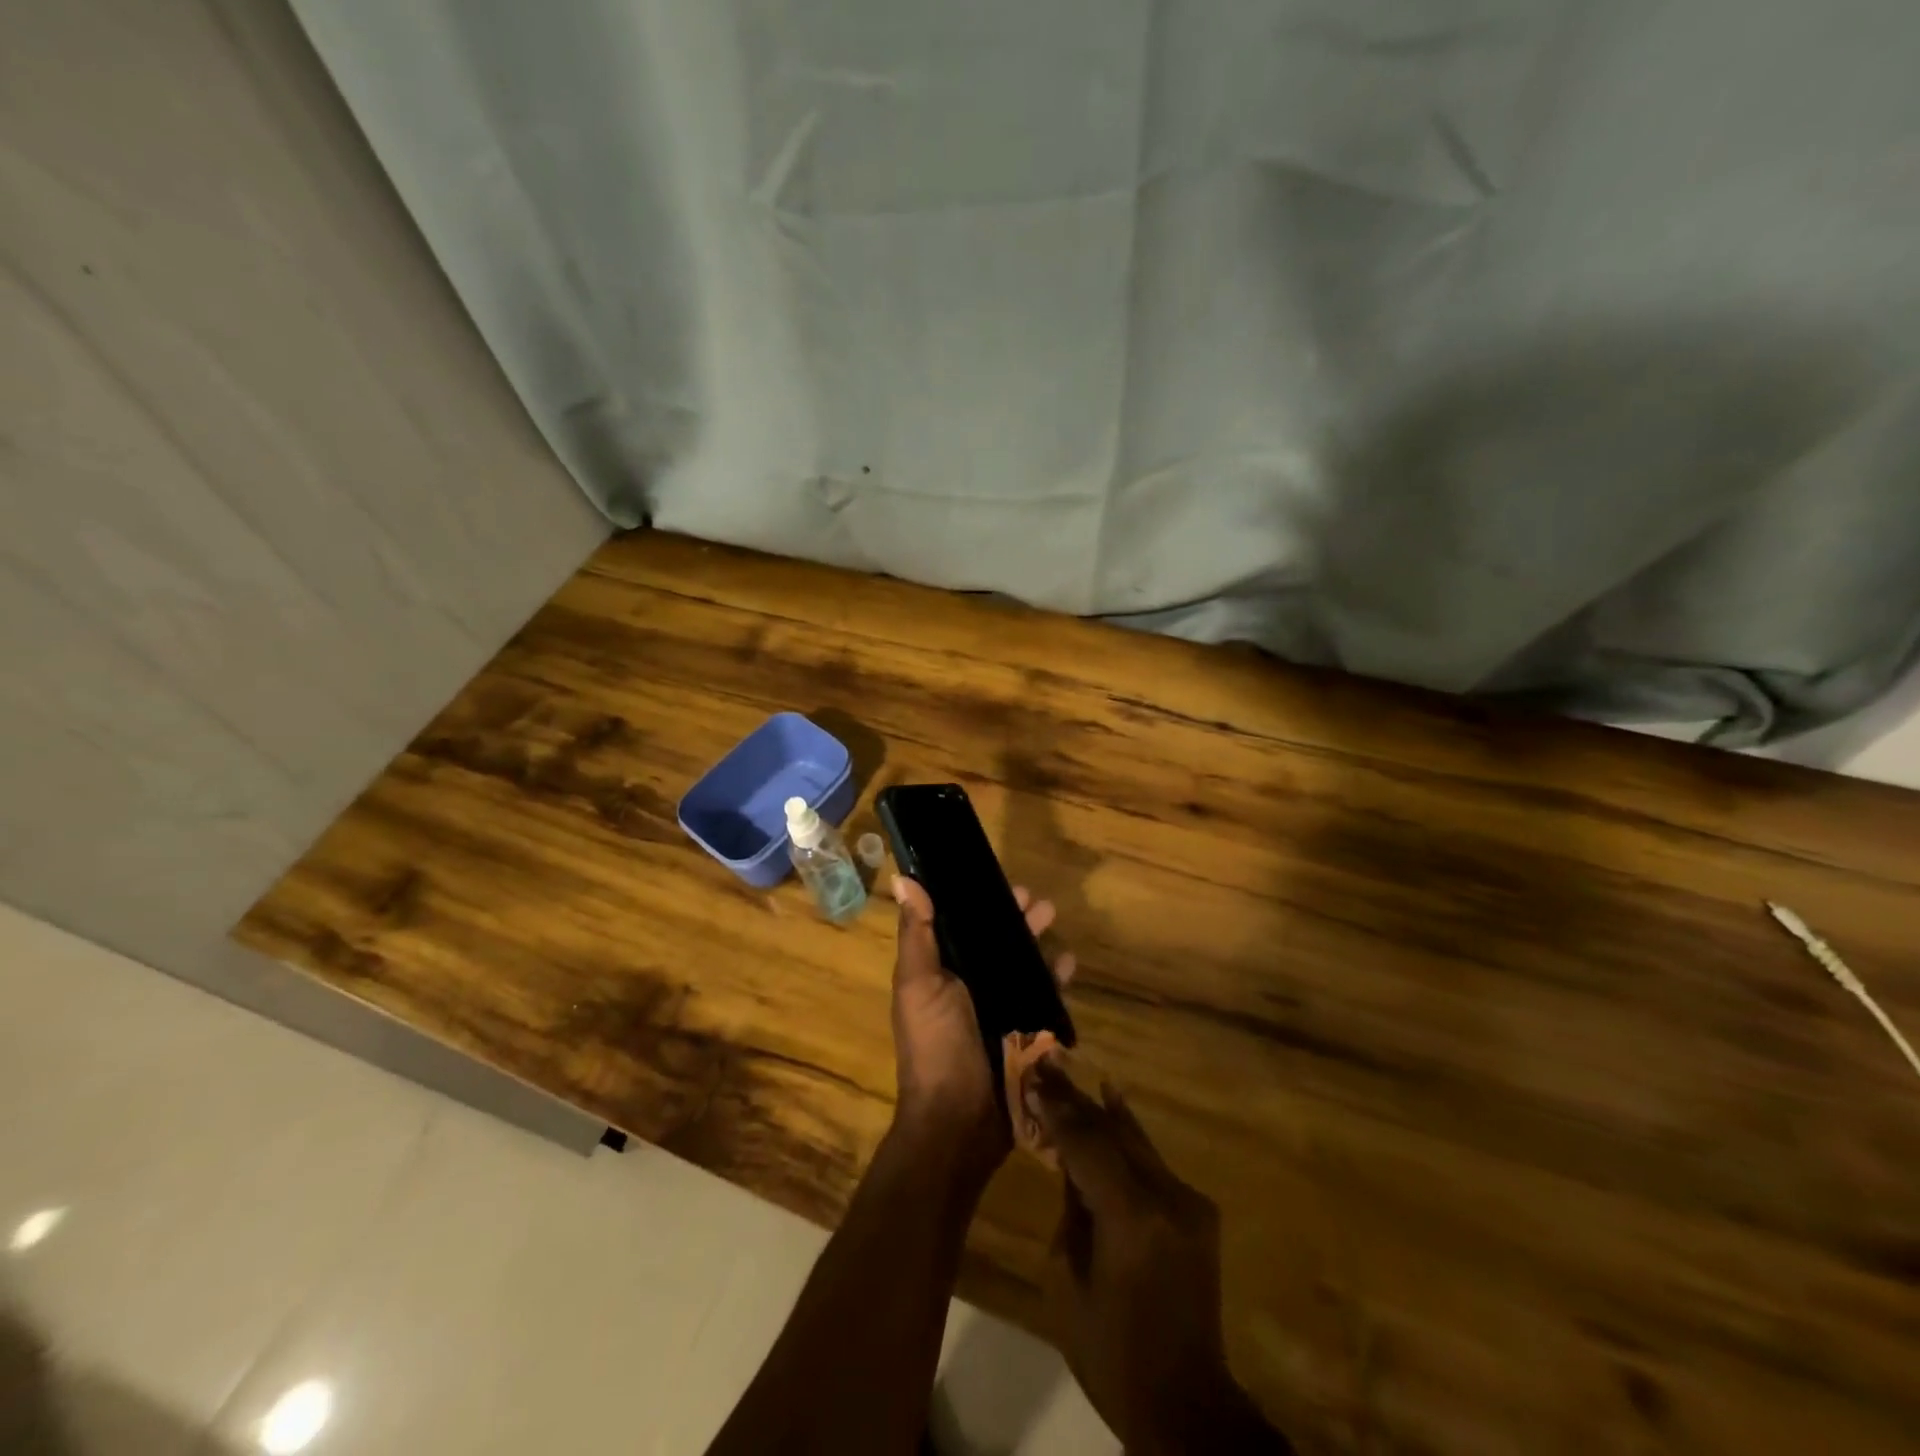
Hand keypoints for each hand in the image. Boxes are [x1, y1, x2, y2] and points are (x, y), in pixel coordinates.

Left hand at [889, 876, 1073, 1176]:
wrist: (959, 1122)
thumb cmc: (935, 1046)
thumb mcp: (919, 985)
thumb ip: (917, 934)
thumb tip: (903, 877)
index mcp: (940, 972)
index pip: (960, 925)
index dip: (977, 902)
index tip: (997, 881)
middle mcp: (969, 986)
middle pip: (996, 942)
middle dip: (1015, 918)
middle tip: (1036, 900)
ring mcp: (999, 1010)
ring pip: (1022, 965)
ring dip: (1037, 942)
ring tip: (1053, 920)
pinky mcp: (1024, 1032)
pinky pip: (1043, 997)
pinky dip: (1055, 978)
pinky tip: (1068, 963)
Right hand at [1030, 1061, 1288, 1454]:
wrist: (1185, 1402)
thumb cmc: (1110, 1351)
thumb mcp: (1068, 1279)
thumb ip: (1071, 1207)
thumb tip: (1071, 1161)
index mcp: (1131, 1218)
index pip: (1086, 1144)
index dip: (1057, 1108)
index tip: (1032, 1074)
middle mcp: (1167, 1197)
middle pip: (1112, 1132)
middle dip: (1075, 1099)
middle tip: (1045, 1063)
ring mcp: (1189, 1201)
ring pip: (1135, 1140)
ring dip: (1099, 1109)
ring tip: (1069, 1072)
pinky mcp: (1198, 1210)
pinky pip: (1152, 1160)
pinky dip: (1126, 1132)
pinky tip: (1111, 1100)